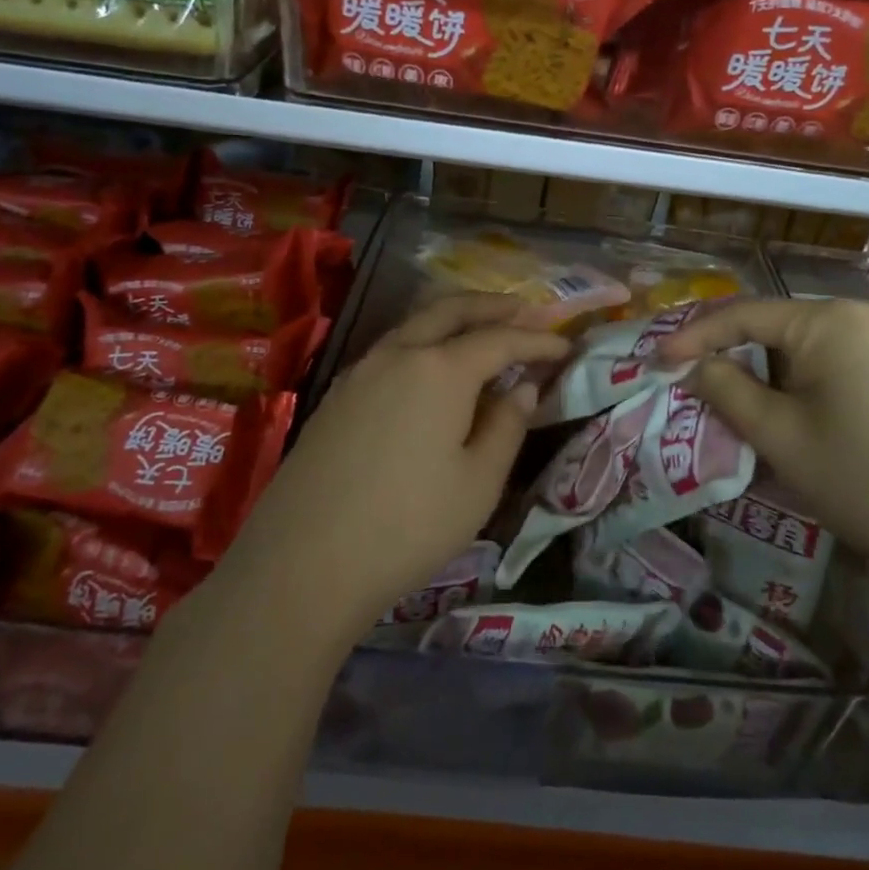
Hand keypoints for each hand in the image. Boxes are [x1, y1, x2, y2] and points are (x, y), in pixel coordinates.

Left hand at [222, 293, 569, 645]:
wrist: (303, 563)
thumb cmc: (408, 525)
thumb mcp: (478, 483)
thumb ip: (507, 426)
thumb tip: (522, 387)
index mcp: (441, 369)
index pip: (501, 339)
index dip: (537, 339)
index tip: (566, 345)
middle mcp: (399, 353)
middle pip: (452, 309)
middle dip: (494, 306)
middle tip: (527, 309)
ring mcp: (361, 370)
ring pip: (416, 323)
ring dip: (455, 317)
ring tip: (483, 328)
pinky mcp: (338, 394)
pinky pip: (392, 347)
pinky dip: (425, 340)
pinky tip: (433, 365)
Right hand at [657, 298, 868, 588]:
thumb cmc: (859, 480)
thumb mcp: (777, 435)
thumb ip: (725, 388)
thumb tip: (692, 365)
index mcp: (831, 319)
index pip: (744, 314)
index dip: (695, 336)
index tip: (657, 359)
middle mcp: (860, 311)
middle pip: (774, 324)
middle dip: (729, 352)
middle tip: (687, 377)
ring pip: (800, 341)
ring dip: (762, 367)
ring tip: (725, 395)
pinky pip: (830, 354)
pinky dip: (796, 375)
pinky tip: (777, 403)